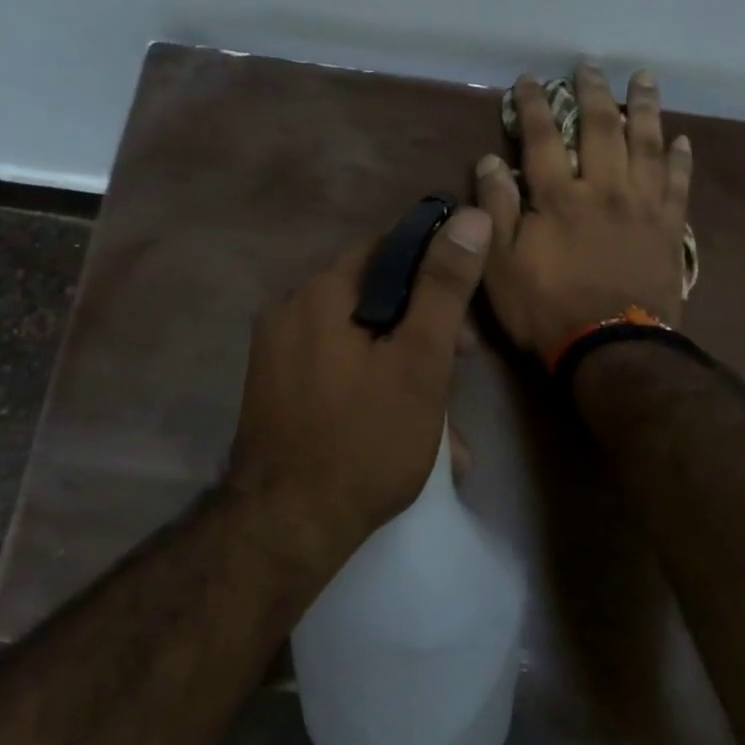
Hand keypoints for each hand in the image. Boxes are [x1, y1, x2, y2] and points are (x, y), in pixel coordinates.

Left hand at [226, 205, 492, 577]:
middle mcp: (289, 311)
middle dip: (419, 328)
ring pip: (355, 339)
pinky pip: (332, 368)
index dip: (431, 271)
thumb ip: (444, 288)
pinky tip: (399, 426)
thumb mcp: (418, 362)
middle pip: (370, 296)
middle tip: (456, 369)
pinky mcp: (274, 388)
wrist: (286, 528)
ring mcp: (276, 353)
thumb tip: (469, 216)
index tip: (462, 315)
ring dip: (399, 365)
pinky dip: (368, 384)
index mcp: (319, 294)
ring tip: (438, 420)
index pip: (384, 249)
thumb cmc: (364, 441)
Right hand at [475, 65, 693, 358]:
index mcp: (560, 197)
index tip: (531, 78)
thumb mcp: (501, 265)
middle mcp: (605, 188)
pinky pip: (679, 183)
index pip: (544, 137)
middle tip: (590, 66)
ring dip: (644, 108)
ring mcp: (643, 206)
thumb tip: (490, 160)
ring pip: (647, 144)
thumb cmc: (547, 308)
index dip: (536, 104)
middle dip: (593, 92)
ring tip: (644, 79)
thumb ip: (496, 209)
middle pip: (601, 128)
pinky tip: (682, 138)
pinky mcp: (670, 228)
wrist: (612, 348)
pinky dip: (681, 158)